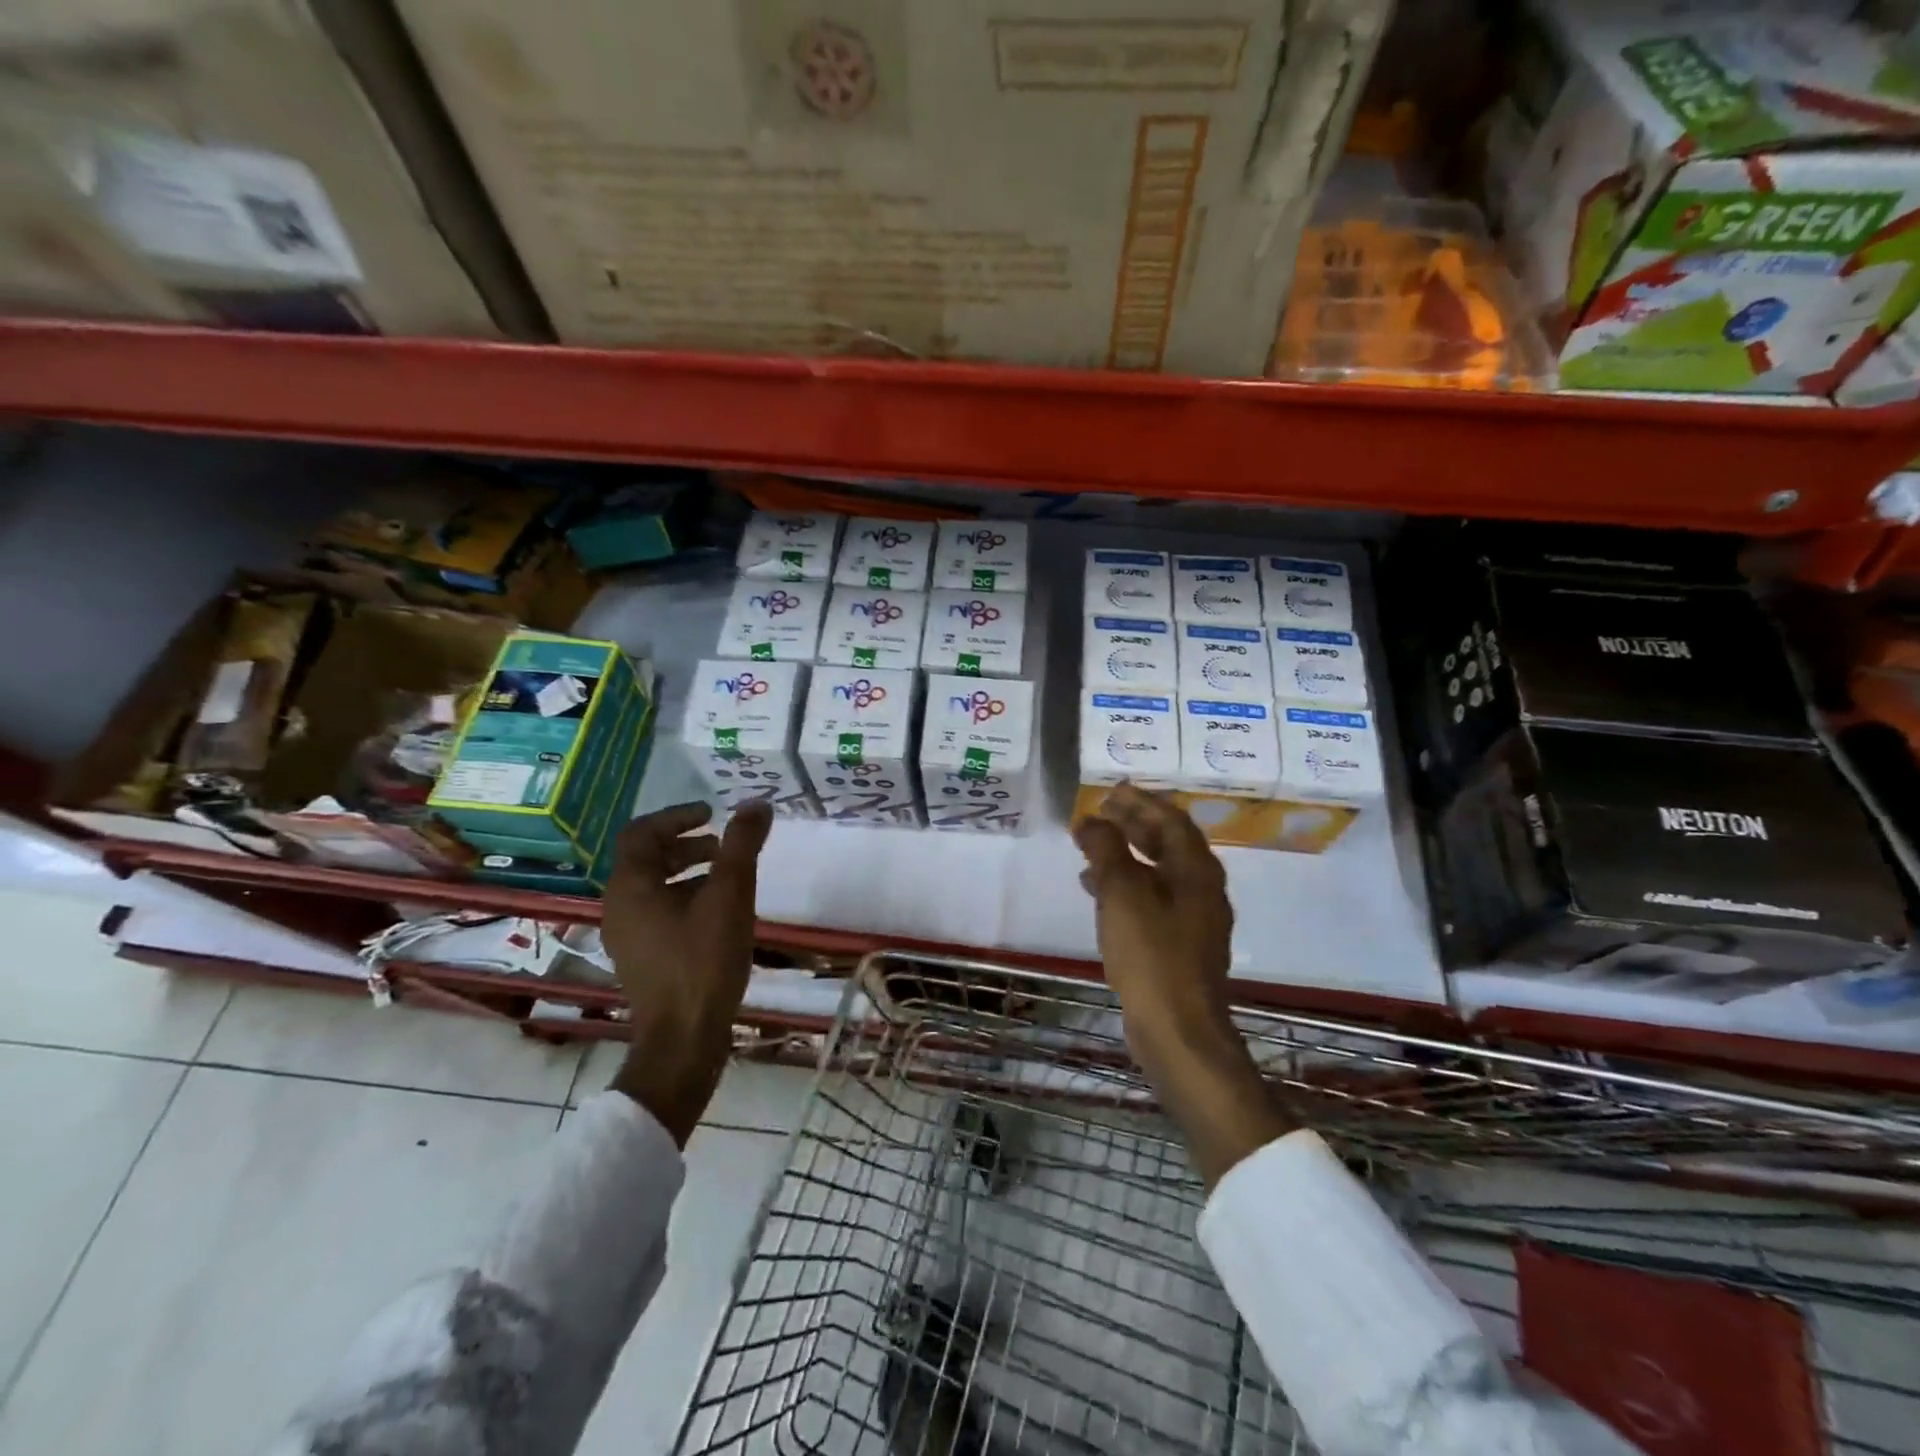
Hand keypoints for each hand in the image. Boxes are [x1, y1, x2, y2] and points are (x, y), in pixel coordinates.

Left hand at [601, 800, 772, 1143]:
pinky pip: (659, 913)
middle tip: (724, 847)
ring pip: (654, 888)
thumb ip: (742, 845)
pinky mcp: (641, 959)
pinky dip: (686, 899)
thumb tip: (756, 803)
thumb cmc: (703, 960)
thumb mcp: (730, 895)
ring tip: (728, 878)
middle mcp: (619, 907)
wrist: (684, 1039)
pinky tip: (719, 915)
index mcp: (630, 887)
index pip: (642, 832)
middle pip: (647, 859)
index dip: (677, 816)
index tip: (712, 814)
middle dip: (687, 845)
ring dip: (689, 872)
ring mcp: (627, 937)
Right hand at [1073, 785, 1294, 1184]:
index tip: (1112, 790)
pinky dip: (1127, 886)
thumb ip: (1106, 849)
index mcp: (1196, 870)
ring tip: (1090, 848)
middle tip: (1101, 813)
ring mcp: (1194, 920)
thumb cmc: (1152, 953)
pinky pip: (1153, 900)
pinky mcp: (1180, 945)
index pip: (1171, 819)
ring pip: (1159, 872)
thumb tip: (1090, 820)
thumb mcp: (1122, 893)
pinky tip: (1098, 893)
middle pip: (1168, 843)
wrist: (1178, 1030)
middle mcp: (1202, 889)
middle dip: (1134, 824)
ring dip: (1127, 855)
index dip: (1141, 801)